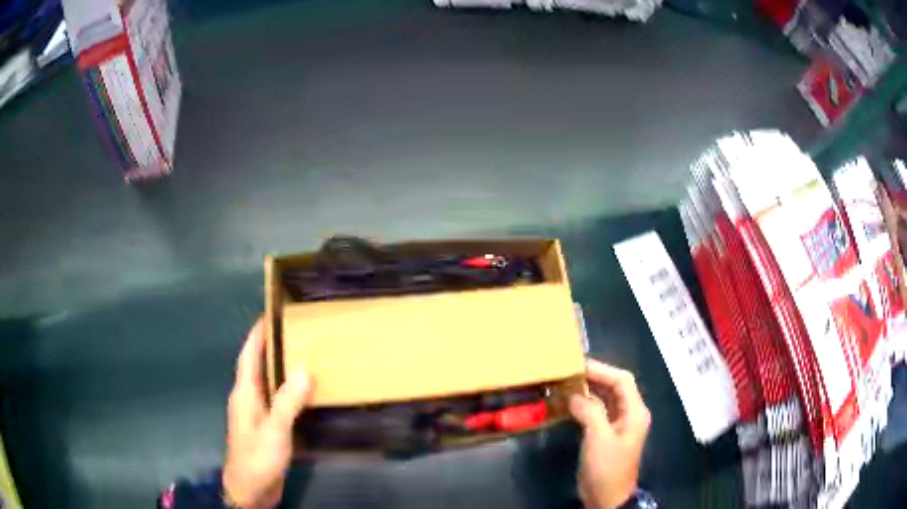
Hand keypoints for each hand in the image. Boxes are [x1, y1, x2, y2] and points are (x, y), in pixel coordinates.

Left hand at [222, 318, 312, 508]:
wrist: (250, 491)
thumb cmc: (257, 458)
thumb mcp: (274, 430)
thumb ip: (287, 401)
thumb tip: (304, 368)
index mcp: (244, 394)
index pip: (249, 356)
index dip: (257, 335)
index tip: (270, 315)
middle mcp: (248, 399)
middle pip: (258, 366)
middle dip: (271, 348)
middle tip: (295, 333)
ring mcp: (256, 415)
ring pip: (268, 384)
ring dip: (281, 369)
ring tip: (304, 357)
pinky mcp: (266, 428)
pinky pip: (277, 401)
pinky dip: (288, 392)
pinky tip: (304, 394)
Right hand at [569, 359, 650, 508]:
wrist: (607, 496)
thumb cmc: (607, 467)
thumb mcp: (598, 438)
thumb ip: (589, 412)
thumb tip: (574, 395)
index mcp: (634, 412)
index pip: (622, 380)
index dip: (602, 369)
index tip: (578, 364)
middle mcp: (629, 413)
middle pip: (614, 387)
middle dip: (594, 377)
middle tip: (569, 371)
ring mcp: (618, 424)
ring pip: (605, 399)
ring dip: (588, 390)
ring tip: (566, 383)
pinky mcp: (606, 434)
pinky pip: (597, 412)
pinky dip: (584, 405)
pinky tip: (568, 403)